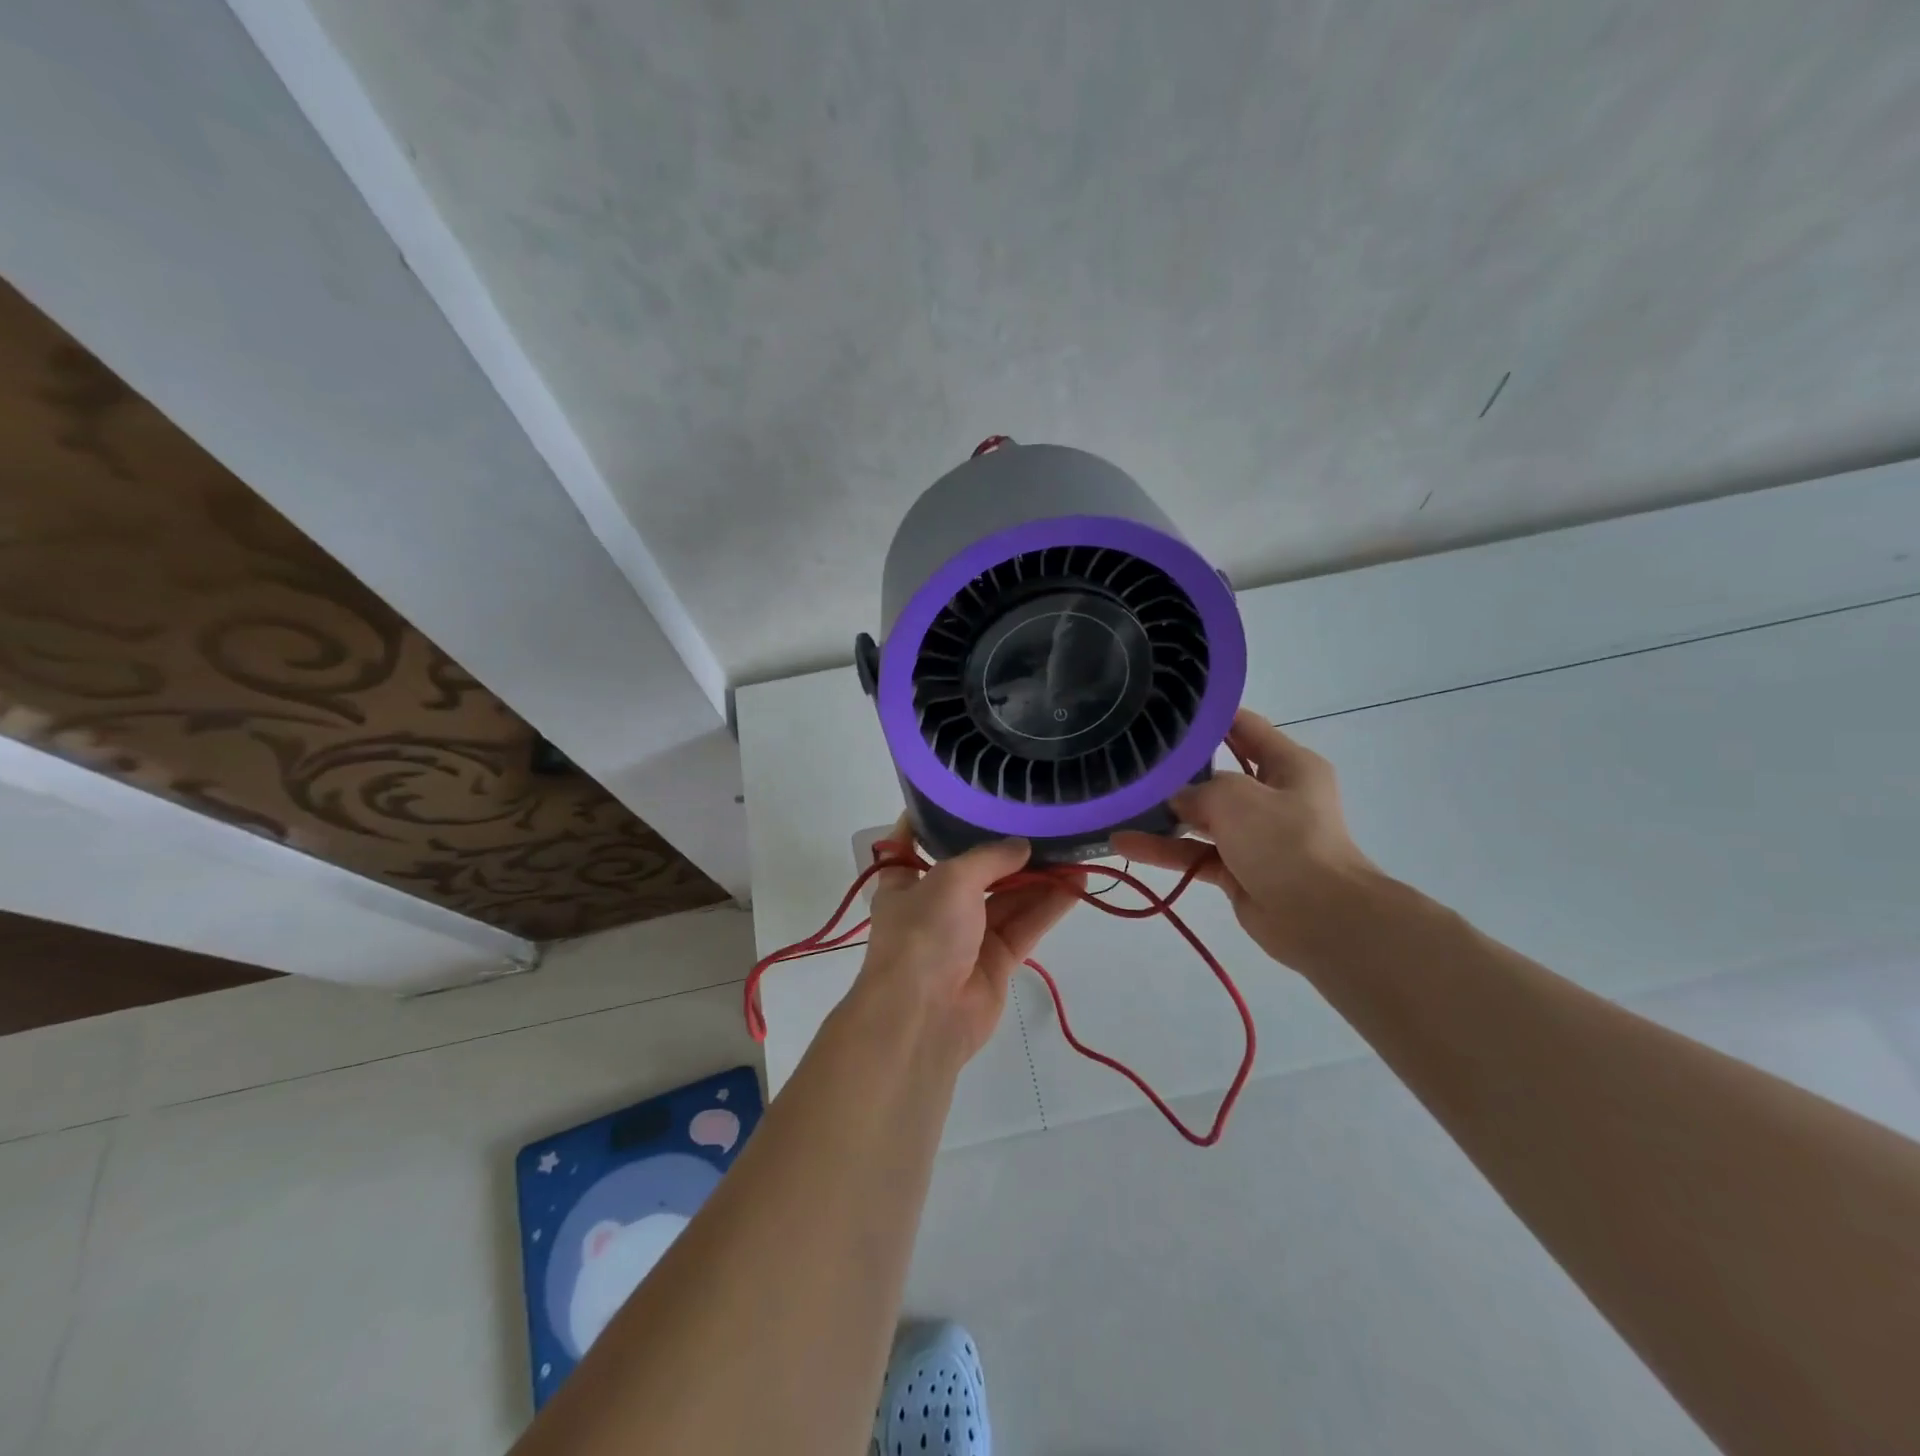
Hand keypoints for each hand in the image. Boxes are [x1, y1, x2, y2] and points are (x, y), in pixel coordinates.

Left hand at [854, 816, 1079, 1063]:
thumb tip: (1022, 846)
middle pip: (976, 870)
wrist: (924, 1017)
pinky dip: (1049, 906)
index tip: (964, 796)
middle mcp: (935, 905)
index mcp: (906, 882)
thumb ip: (989, 857)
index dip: (935, 819)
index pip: (914, 842)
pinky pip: (1026, 925)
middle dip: (1008, 850)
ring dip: (1038, 876)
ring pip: (1008, 897)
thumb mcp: (951, 879)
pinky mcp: (997, 961)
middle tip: (1045, 822)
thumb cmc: (923, 934)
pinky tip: (1078, 884)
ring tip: (1073, 848)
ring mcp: (968, 935)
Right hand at [1113, 708, 1383, 970]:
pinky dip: (1164, 850)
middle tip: (1132, 760)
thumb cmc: (1285, 841)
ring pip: (1201, 818)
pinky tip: (1125, 845)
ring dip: (1163, 816)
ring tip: (1119, 806)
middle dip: (1177, 772)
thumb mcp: (1236, 798)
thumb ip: (1198, 789)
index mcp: (1288, 766)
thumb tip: (1175, 799)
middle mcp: (1273, 796)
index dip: (1209, 718)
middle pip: (1217, 775)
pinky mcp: (1238, 870)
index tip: (1166, 711)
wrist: (1319, 916)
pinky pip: (1195, 853)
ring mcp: (1255, 836)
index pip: (1245, 728)